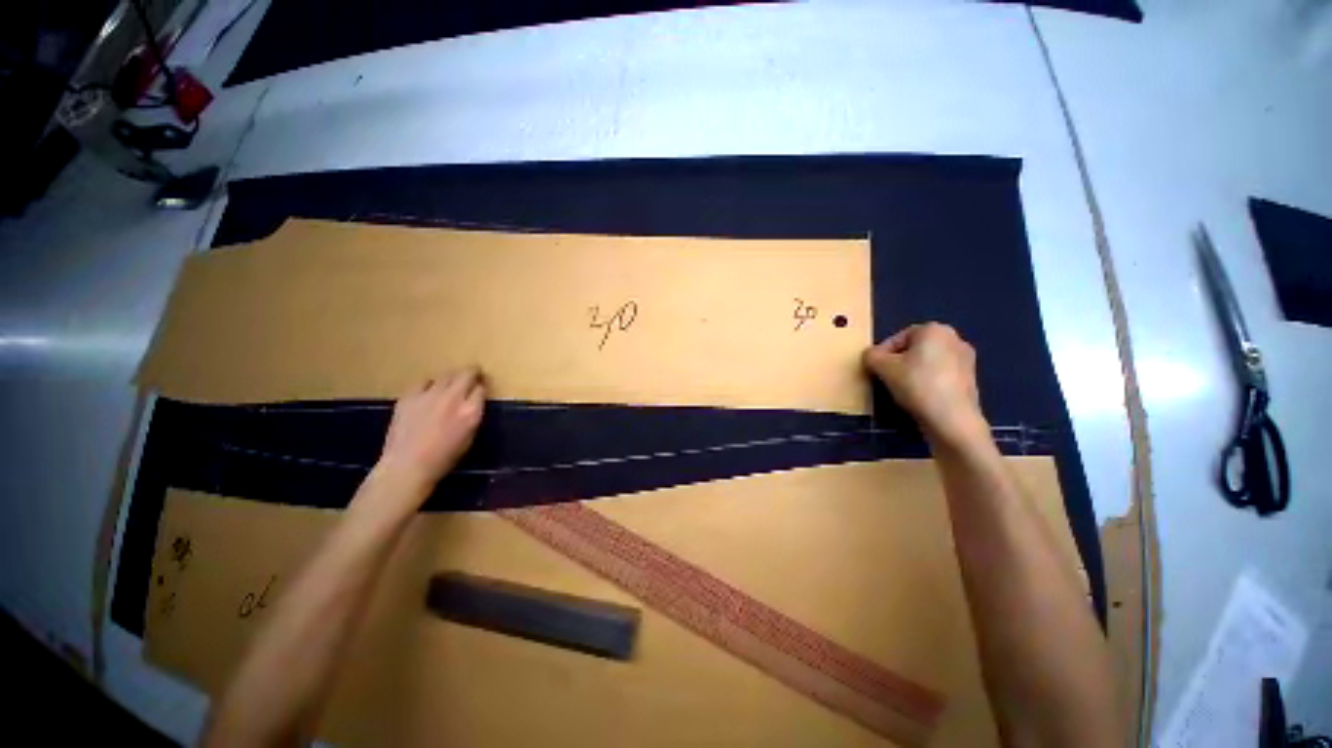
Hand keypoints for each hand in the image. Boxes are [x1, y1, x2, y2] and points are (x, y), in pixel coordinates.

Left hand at [375, 368, 485, 497]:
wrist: (407, 466)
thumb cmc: (443, 458)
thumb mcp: (469, 436)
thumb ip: (473, 415)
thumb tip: (473, 403)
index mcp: (470, 411)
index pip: (481, 388)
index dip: (481, 388)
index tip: (480, 389)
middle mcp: (452, 398)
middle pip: (466, 374)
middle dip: (472, 373)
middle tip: (472, 375)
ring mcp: (429, 395)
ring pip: (446, 375)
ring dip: (452, 377)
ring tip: (450, 384)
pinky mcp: (409, 396)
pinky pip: (424, 382)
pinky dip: (429, 385)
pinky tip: (428, 393)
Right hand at [863, 323, 988, 449]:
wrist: (952, 419)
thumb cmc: (917, 385)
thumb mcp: (882, 368)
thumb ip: (871, 356)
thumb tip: (871, 356)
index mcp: (934, 330)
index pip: (898, 338)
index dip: (881, 353)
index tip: (874, 368)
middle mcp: (954, 339)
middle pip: (914, 349)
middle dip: (898, 362)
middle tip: (884, 378)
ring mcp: (966, 360)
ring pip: (927, 363)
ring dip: (911, 373)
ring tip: (900, 389)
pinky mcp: (970, 380)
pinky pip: (939, 377)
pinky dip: (927, 384)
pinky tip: (918, 398)